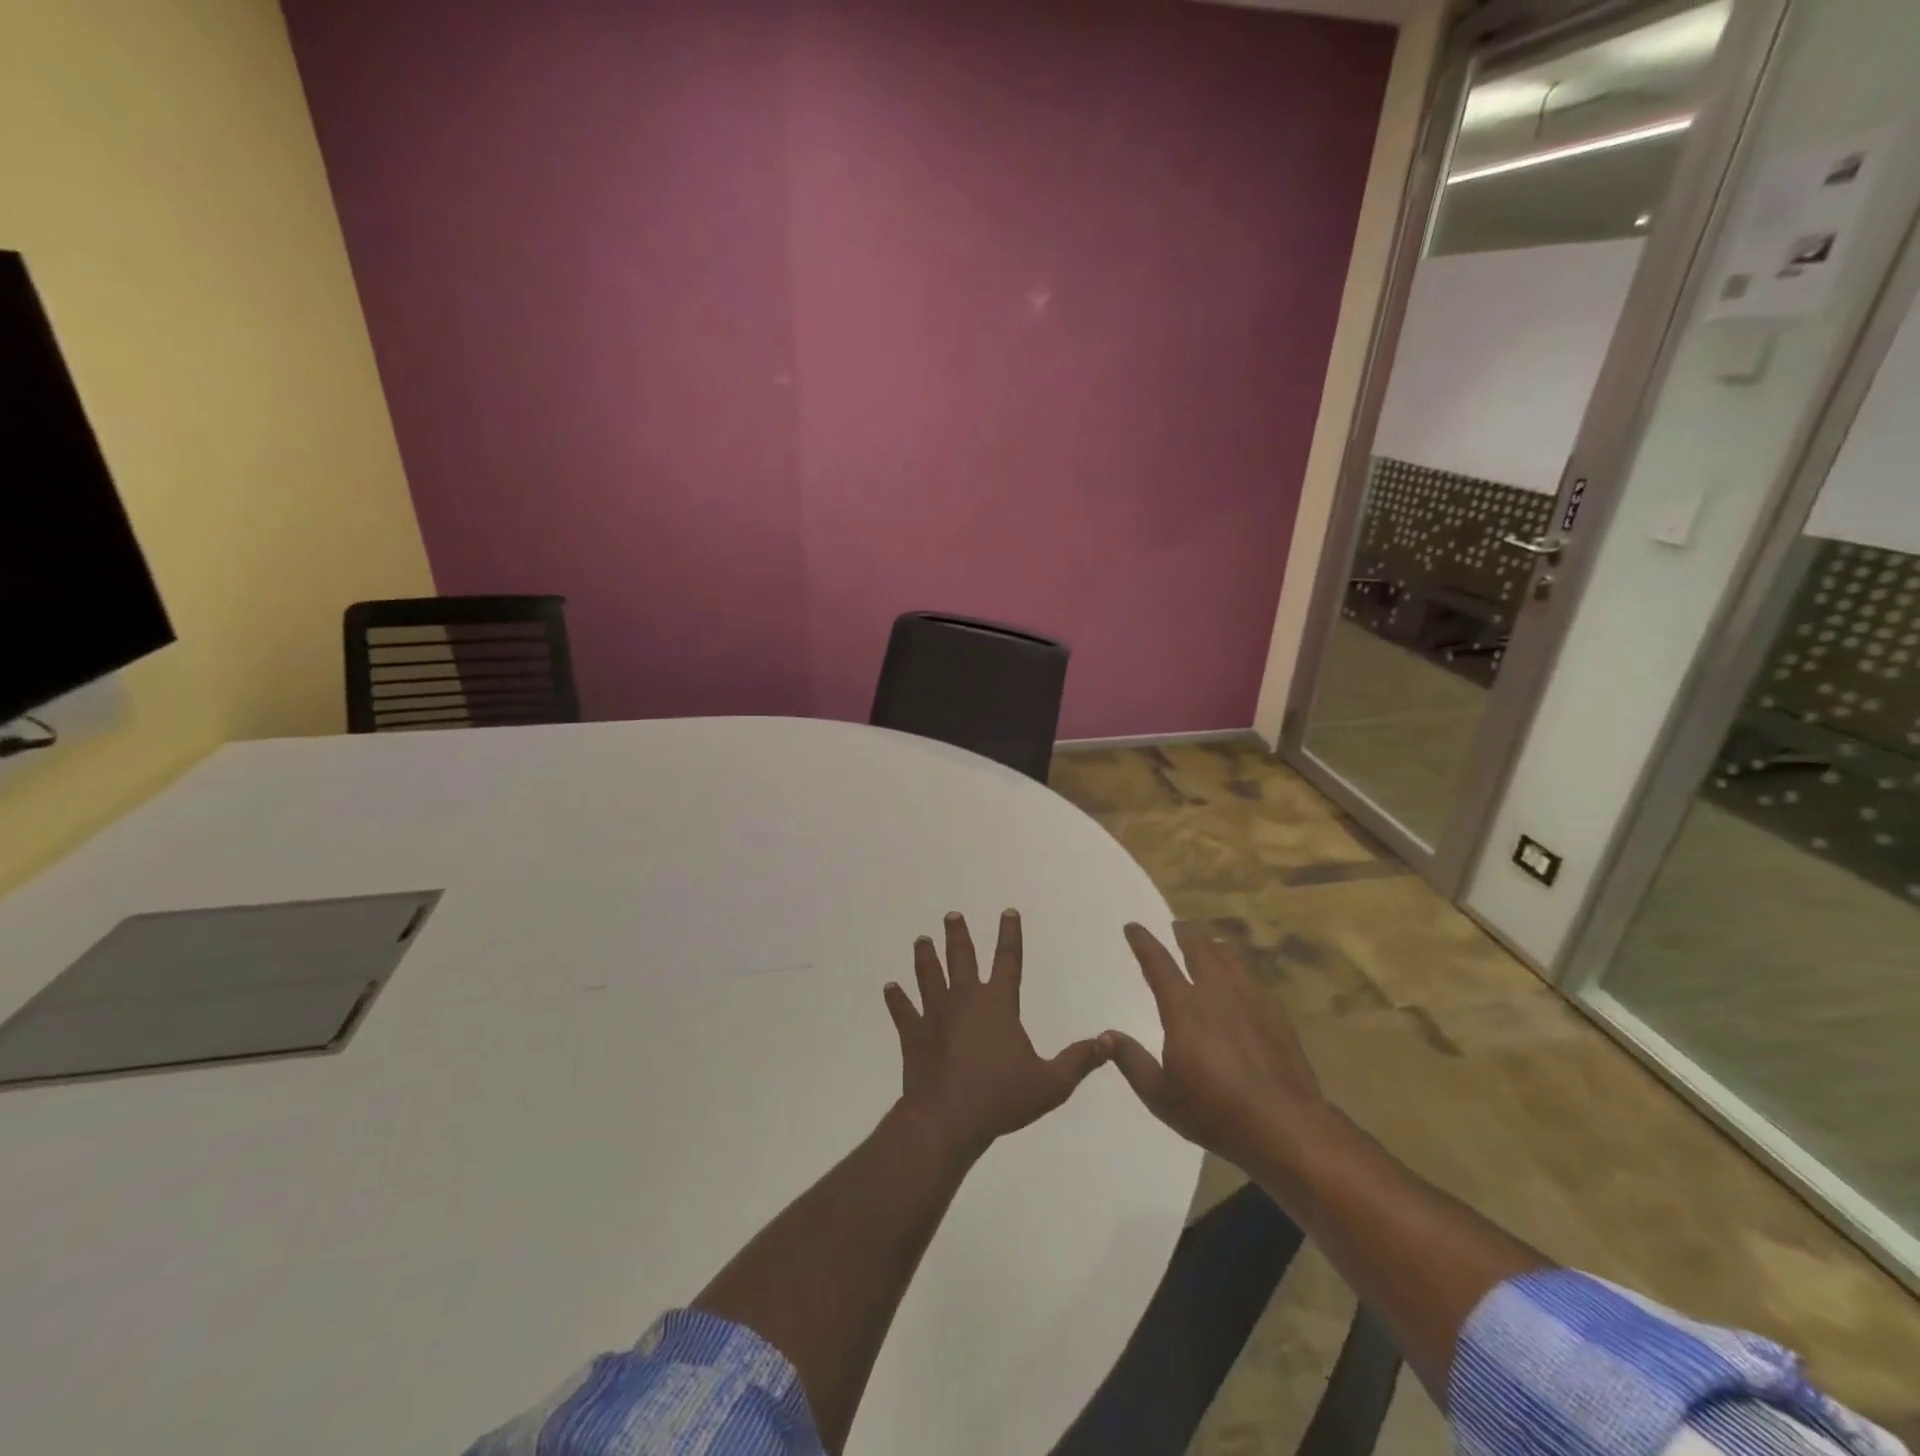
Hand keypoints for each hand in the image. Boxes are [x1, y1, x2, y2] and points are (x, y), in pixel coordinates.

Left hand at [884, 910, 1107, 1161]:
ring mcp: (936, 1014)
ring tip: (921, 939)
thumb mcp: (1051, 1083)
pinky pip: (903, 1011)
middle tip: (952, 915)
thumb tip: (1109, 1041)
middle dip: (958, 934)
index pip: (1008, 960)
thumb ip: (1079, 1060)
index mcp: (998, 1004)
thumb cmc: (1001, 1098)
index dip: (1010, 935)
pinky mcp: (914, 1034)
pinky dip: (896, 999)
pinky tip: (889, 987)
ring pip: (929, 976)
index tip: (1008, 912)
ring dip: (925, 957)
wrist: (947, 1119)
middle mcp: (965, 999)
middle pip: (961, 958)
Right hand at [1101, 922, 1324, 1169]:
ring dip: (1213, 946)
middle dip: (1184, 933)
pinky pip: (1252, 980)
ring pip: (1229, 958)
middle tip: (1176, 926)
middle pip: (1199, 949)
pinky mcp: (1275, 1016)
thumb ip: (1131, 1061)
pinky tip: (1241, 984)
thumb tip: (1106, 1035)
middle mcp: (1216, 993)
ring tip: (1208, 943)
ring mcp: (1250, 1001)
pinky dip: (1239, 972)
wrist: (1285, 1127)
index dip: (1143, 941)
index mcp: (1184, 1008)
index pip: (1158, 963)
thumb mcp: (1160, 1096)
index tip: (1133, 927)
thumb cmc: (1214, 1112)